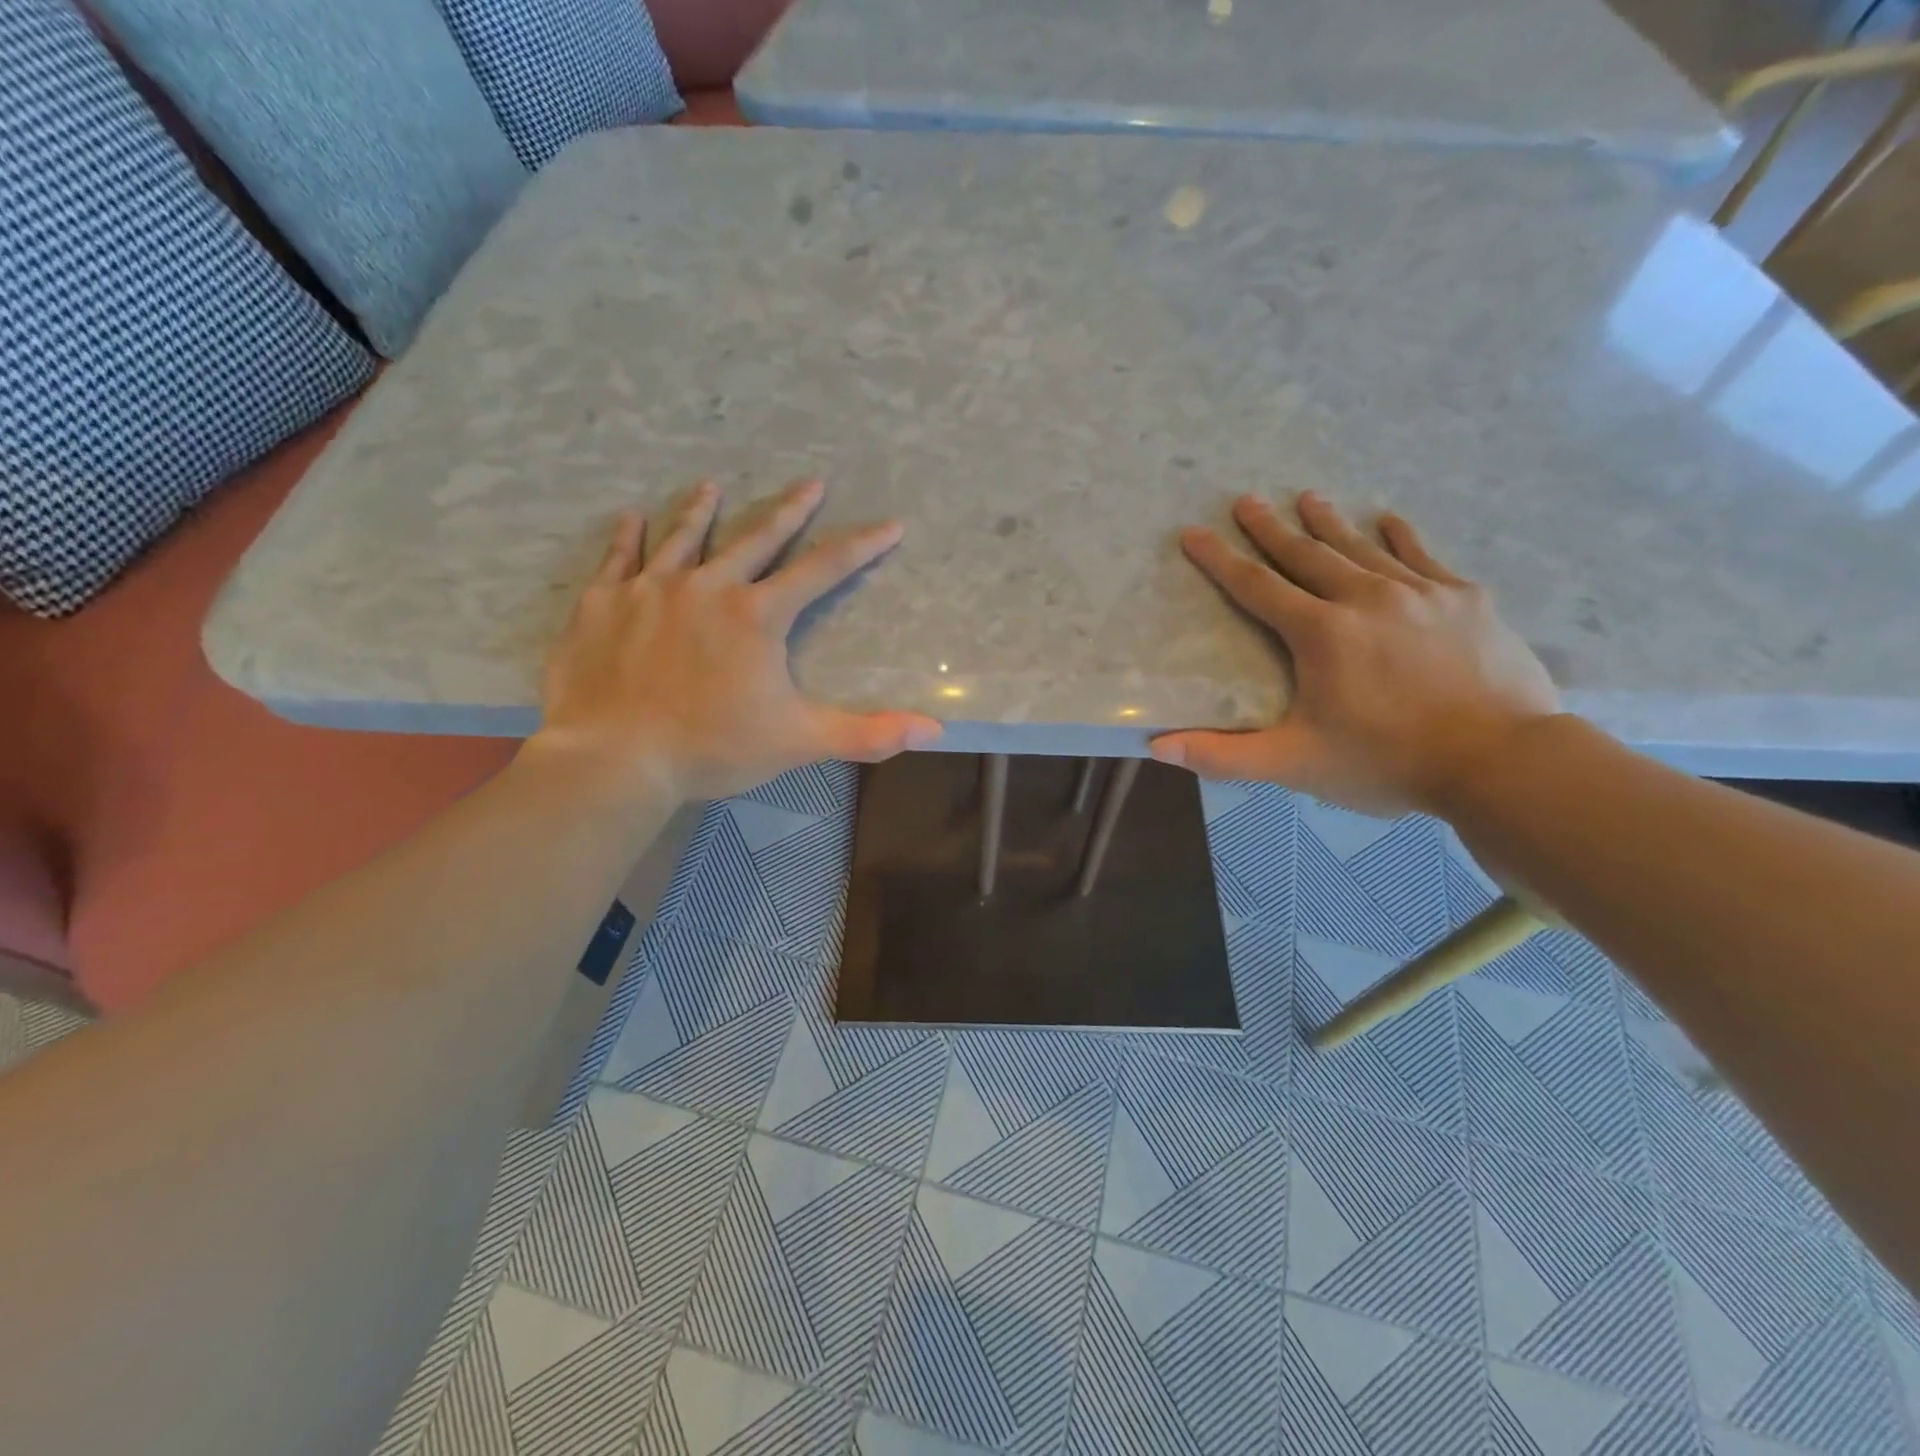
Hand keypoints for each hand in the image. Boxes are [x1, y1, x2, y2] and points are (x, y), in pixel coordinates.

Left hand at [527, 479, 942, 801]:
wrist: (615, 758)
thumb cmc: (713, 747)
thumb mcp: (800, 741)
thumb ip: (868, 733)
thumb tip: (936, 730)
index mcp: (757, 615)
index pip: (823, 570)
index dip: (861, 546)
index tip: (889, 524)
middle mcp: (707, 587)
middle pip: (757, 538)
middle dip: (789, 510)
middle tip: (811, 483)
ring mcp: (650, 590)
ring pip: (683, 537)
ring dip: (701, 510)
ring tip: (712, 485)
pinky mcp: (603, 605)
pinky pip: (618, 560)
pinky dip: (626, 538)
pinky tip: (629, 517)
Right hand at [1151, 492, 1560, 816]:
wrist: (1502, 760)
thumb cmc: (1386, 761)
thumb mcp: (1294, 764)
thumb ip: (1223, 755)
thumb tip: (1157, 746)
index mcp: (1320, 633)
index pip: (1257, 587)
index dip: (1220, 560)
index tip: (1194, 532)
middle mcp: (1365, 598)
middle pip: (1307, 555)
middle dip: (1271, 528)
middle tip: (1246, 499)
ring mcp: (1420, 593)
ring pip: (1362, 547)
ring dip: (1329, 523)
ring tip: (1307, 497)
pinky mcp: (1464, 599)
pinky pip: (1423, 556)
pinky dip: (1401, 537)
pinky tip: (1389, 519)